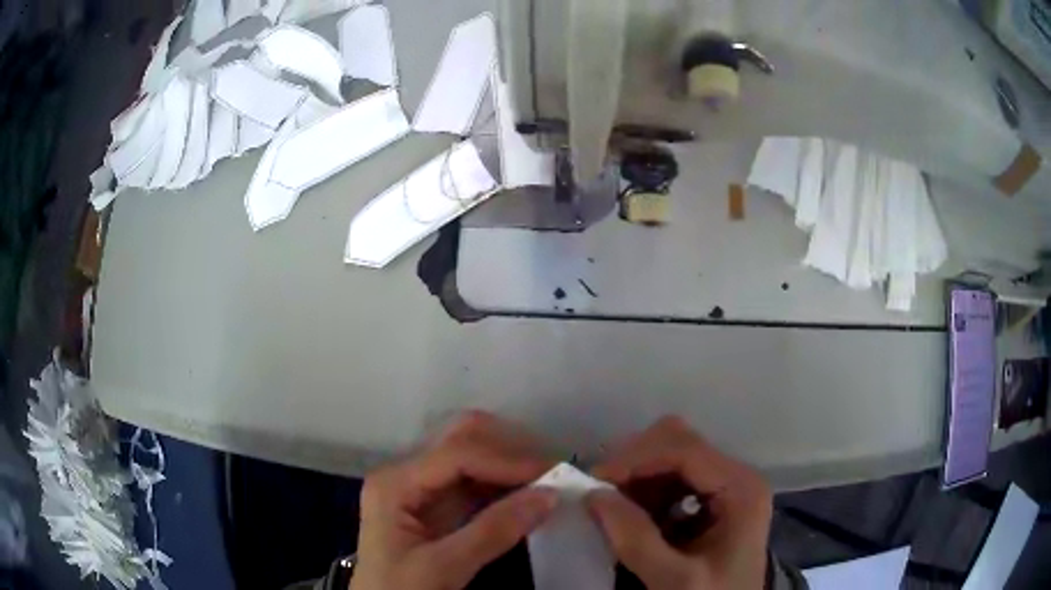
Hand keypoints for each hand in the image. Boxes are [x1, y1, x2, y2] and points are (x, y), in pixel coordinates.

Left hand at [350, 411, 556, 589]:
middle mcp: (407, 473)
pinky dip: (506, 484)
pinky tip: (530, 493)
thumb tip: (549, 495)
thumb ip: (493, 532)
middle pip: (462, 439)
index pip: (457, 453)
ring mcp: (422, 487)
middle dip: (509, 450)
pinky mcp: (438, 505)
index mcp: (395, 483)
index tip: (553, 474)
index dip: (507, 459)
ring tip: (549, 481)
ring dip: (512, 464)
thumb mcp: (441, 569)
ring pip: (473, 455)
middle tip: (552, 472)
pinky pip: (477, 482)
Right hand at [586, 417, 771, 589]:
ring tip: (612, 508)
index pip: (685, 449)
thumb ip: (635, 539)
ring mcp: (726, 486)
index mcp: (741, 488)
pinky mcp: (714, 501)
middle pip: (679, 442)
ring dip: (637, 478)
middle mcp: (737, 476)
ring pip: (673, 457)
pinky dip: (646, 492)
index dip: (636, 459)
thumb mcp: (674, 579)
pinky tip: (633, 517)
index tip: (593, 482)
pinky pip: (673, 479)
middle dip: (635, 463)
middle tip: (600, 493)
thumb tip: (593, 495)